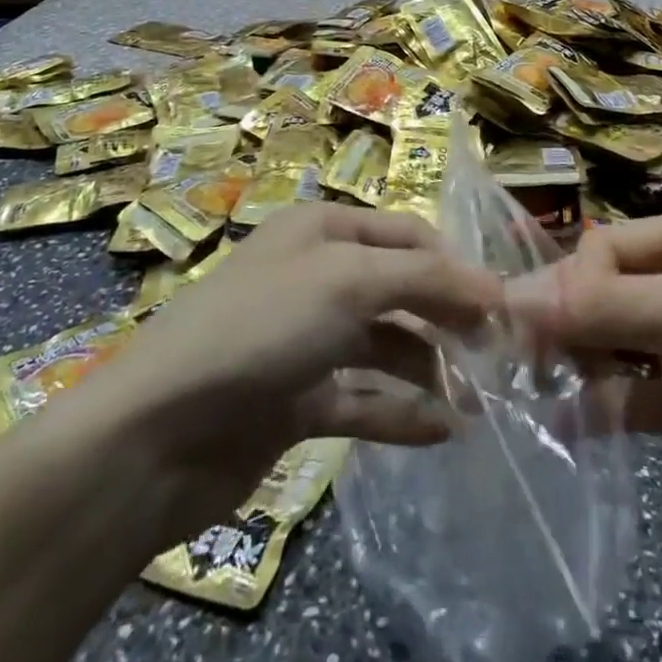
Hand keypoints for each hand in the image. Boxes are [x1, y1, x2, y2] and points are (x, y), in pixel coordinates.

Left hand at [68, 204, 501, 547]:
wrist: (157, 431)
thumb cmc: (261, 328)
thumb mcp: (349, 281)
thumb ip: (427, 277)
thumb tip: (494, 286)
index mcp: (323, 230)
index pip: (407, 233)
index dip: (456, 264)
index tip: (503, 304)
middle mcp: (316, 276)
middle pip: (400, 288)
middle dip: (447, 316)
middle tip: (497, 355)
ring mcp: (304, 340)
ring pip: (384, 346)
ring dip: (429, 368)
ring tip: (477, 401)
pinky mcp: (295, 401)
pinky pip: (361, 399)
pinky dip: (399, 412)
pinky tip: (441, 432)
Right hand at [510, 207, 661, 560]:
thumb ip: (614, 307)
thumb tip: (516, 296)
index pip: (606, 248)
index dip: (566, 284)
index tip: (528, 328)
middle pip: (604, 293)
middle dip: (562, 322)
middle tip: (517, 362)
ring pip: (613, 344)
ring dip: (574, 364)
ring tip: (529, 393)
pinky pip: (634, 398)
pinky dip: (599, 409)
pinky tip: (563, 427)